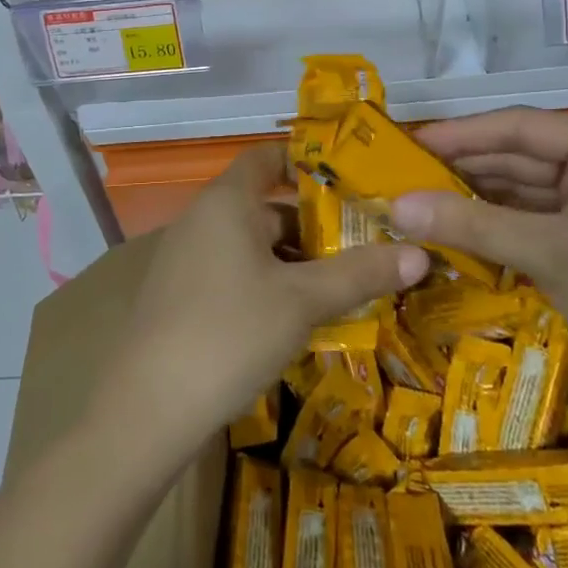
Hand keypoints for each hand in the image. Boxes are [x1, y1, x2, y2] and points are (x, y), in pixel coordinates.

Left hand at [92, 143, 428, 462]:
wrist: (148, 409)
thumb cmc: (230, 332)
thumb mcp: (302, 301)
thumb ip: (360, 273)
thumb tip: (420, 253)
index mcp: (227, 202)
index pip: (266, 158)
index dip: (305, 163)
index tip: (349, 182)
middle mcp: (202, 219)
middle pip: (265, 206)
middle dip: (313, 226)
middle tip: (364, 246)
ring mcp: (186, 259)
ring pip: (251, 245)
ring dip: (293, 261)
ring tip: (342, 286)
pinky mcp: (179, 296)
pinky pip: (233, 272)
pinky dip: (267, 283)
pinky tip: (296, 319)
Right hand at [391, 109, 567, 427]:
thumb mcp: (551, 252)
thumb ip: (471, 222)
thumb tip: (395, 205)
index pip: (522, 126)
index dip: (462, 134)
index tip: (408, 143)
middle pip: (524, 158)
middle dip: (466, 170)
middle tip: (404, 178)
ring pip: (530, 195)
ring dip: (480, 202)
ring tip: (420, 205)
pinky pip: (542, 226)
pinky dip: (503, 231)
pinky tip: (460, 235)